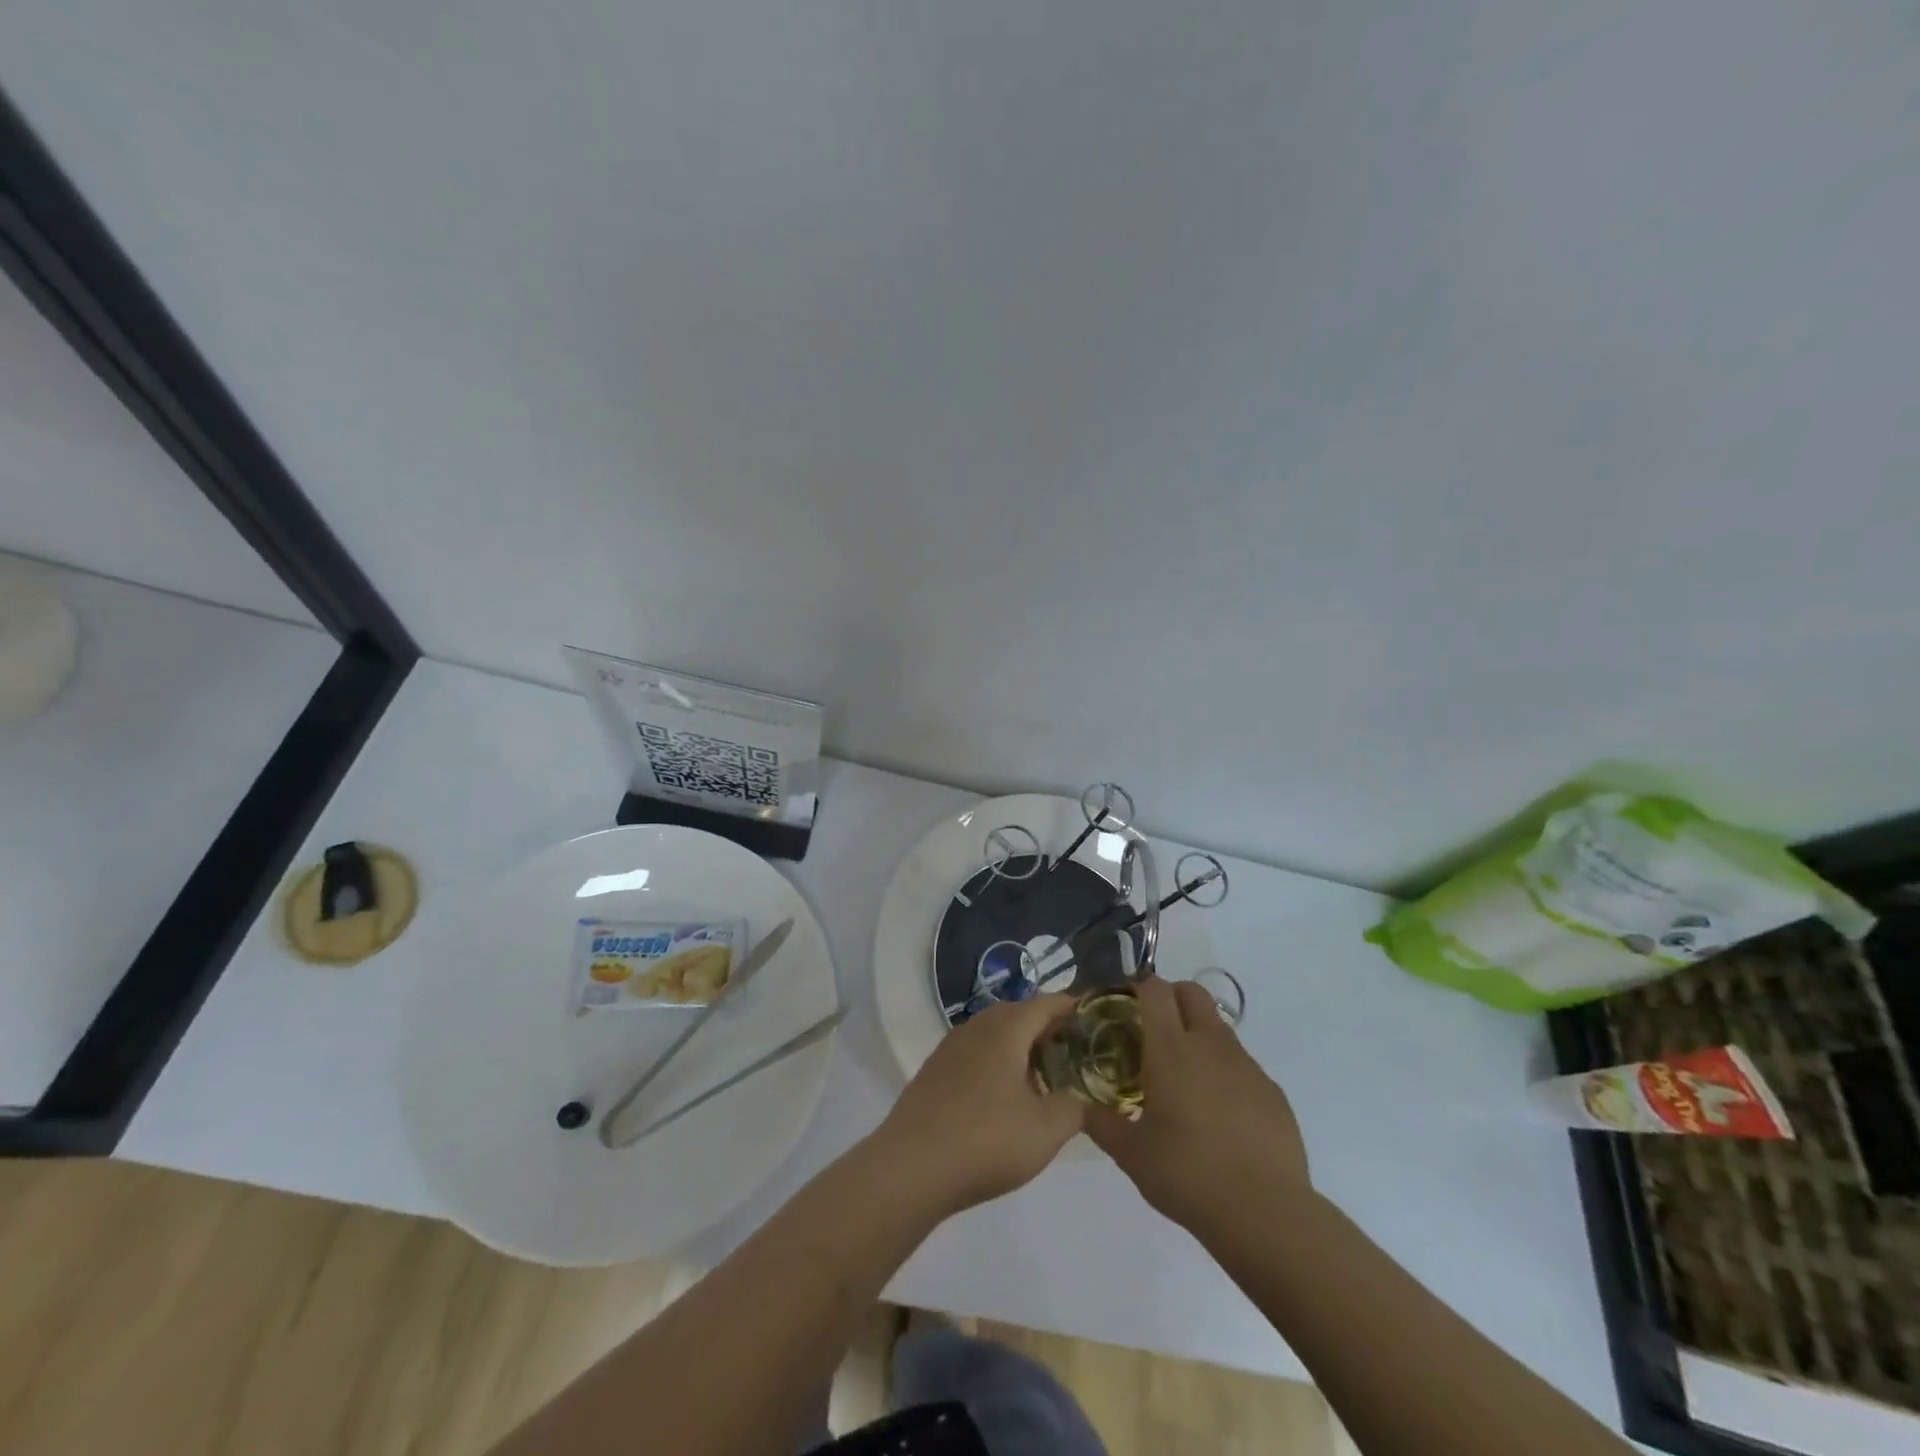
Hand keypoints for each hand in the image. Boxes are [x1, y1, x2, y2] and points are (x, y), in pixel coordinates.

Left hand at [873, 994, 1083, 1214]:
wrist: (910, 1167)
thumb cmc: (986, 1140)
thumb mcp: (1046, 1130)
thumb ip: (1075, 1107)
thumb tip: (1081, 1097)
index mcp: (1005, 1029)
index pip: (1047, 1003)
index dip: (1073, 1009)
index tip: (1096, 1022)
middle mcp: (976, 1027)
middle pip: (1018, 1015)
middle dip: (1047, 1029)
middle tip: (1074, 1054)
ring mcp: (949, 1048)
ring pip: (994, 1035)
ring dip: (1019, 1048)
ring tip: (1042, 1078)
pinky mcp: (933, 1072)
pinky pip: (974, 1055)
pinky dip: (996, 1064)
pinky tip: (1003, 1098)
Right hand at [1086, 977, 1310, 1234]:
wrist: (1265, 1212)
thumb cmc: (1187, 1174)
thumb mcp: (1131, 1154)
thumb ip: (1101, 1124)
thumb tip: (1082, 1109)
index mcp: (1171, 1049)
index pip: (1155, 990)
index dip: (1140, 987)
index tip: (1126, 1004)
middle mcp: (1210, 1045)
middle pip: (1193, 993)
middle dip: (1173, 997)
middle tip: (1155, 1028)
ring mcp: (1246, 1065)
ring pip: (1219, 1028)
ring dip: (1199, 1036)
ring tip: (1186, 1079)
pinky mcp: (1272, 1090)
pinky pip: (1243, 1066)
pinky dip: (1226, 1073)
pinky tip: (1220, 1114)